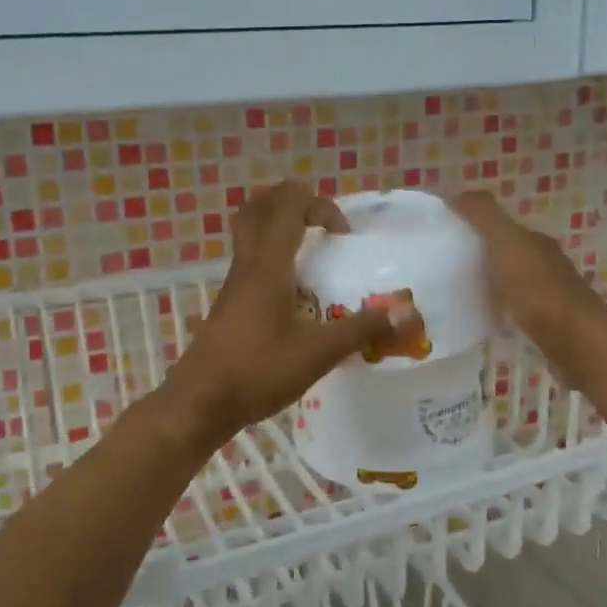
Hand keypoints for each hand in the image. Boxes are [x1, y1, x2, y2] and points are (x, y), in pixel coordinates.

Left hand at [160, 182, 409, 448]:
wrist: (200, 402)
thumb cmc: (258, 370)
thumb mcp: (318, 353)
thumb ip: (361, 330)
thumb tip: (406, 313)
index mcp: (268, 263)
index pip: (289, 204)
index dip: (320, 205)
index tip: (343, 237)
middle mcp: (247, 263)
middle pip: (259, 207)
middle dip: (293, 204)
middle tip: (322, 227)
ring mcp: (234, 283)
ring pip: (251, 233)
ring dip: (281, 230)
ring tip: (313, 256)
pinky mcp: (231, 303)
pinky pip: (251, 261)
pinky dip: (273, 259)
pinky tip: (296, 295)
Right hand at [451, 191, 598, 337]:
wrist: (572, 337)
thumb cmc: (535, 287)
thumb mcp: (505, 241)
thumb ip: (483, 215)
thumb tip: (458, 193)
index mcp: (535, 241)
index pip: (503, 227)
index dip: (477, 228)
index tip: (447, 239)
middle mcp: (546, 263)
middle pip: (508, 254)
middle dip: (482, 258)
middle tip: (447, 269)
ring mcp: (550, 295)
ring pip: (513, 283)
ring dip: (491, 285)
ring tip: (460, 296)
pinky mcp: (549, 324)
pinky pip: (517, 310)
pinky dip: (501, 310)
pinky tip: (486, 320)